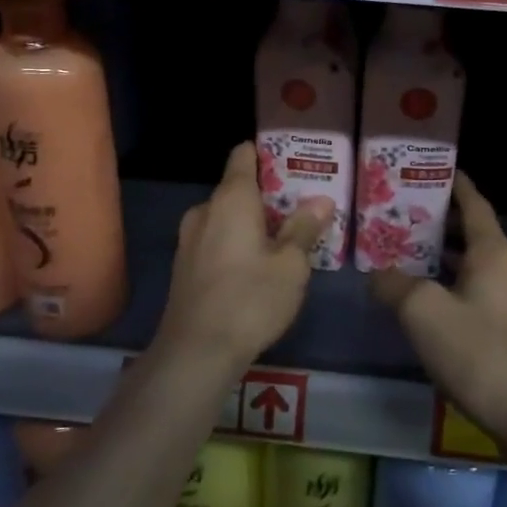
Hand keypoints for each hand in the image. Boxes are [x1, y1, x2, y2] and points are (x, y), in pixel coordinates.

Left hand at [159, 141, 329, 373]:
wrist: (195, 352)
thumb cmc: (250, 299)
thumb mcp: (290, 265)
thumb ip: (304, 228)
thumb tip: (322, 200)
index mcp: (231, 198)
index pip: (243, 155)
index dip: (267, 154)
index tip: (292, 162)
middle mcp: (205, 210)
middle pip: (237, 188)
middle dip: (266, 195)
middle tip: (299, 207)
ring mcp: (189, 239)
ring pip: (225, 217)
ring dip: (250, 222)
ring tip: (282, 238)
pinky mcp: (183, 267)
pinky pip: (214, 240)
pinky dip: (234, 243)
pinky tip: (255, 266)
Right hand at [371, 173, 506, 460]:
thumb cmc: (482, 355)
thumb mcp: (424, 315)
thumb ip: (395, 287)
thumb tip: (377, 274)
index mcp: (495, 253)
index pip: (474, 204)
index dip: (456, 185)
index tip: (437, 171)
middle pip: (477, 237)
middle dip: (444, 229)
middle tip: (407, 224)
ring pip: (484, 270)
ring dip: (453, 264)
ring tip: (417, 267)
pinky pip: (492, 298)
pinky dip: (466, 292)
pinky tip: (445, 315)